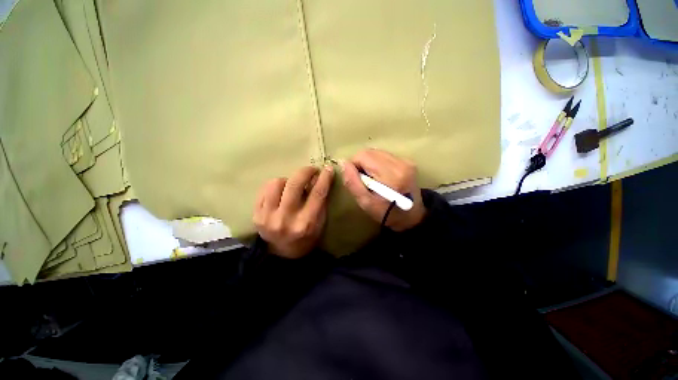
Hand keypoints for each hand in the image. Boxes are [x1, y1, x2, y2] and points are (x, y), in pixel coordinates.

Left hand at [253, 165, 333, 258]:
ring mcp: (268, 217)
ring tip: (292, 186)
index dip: (324, 178)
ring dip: (288, 180)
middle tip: (311, 170)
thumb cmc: (306, 237)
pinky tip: (281, 192)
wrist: (282, 252)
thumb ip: (320, 202)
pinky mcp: (256, 215)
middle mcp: (286, 219)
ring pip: (277, 183)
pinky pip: (264, 189)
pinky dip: (275, 186)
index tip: (328, 168)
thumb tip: (318, 179)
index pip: (317, 194)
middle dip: (305, 171)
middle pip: (294, 185)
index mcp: (306, 223)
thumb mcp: (320, 222)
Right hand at [342, 149, 425, 230]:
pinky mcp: (407, 161)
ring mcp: (406, 161)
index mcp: (391, 175)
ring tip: (373, 179)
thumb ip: (352, 183)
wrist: (412, 217)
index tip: (357, 180)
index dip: (354, 165)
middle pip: (369, 152)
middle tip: (364, 180)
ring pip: (376, 152)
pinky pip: (384, 156)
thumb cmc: (387, 213)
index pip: (363, 156)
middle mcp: (401, 163)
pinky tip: (381, 176)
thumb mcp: (365, 202)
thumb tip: (344, 163)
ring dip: (369, 164)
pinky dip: (377, 164)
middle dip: (361, 164)